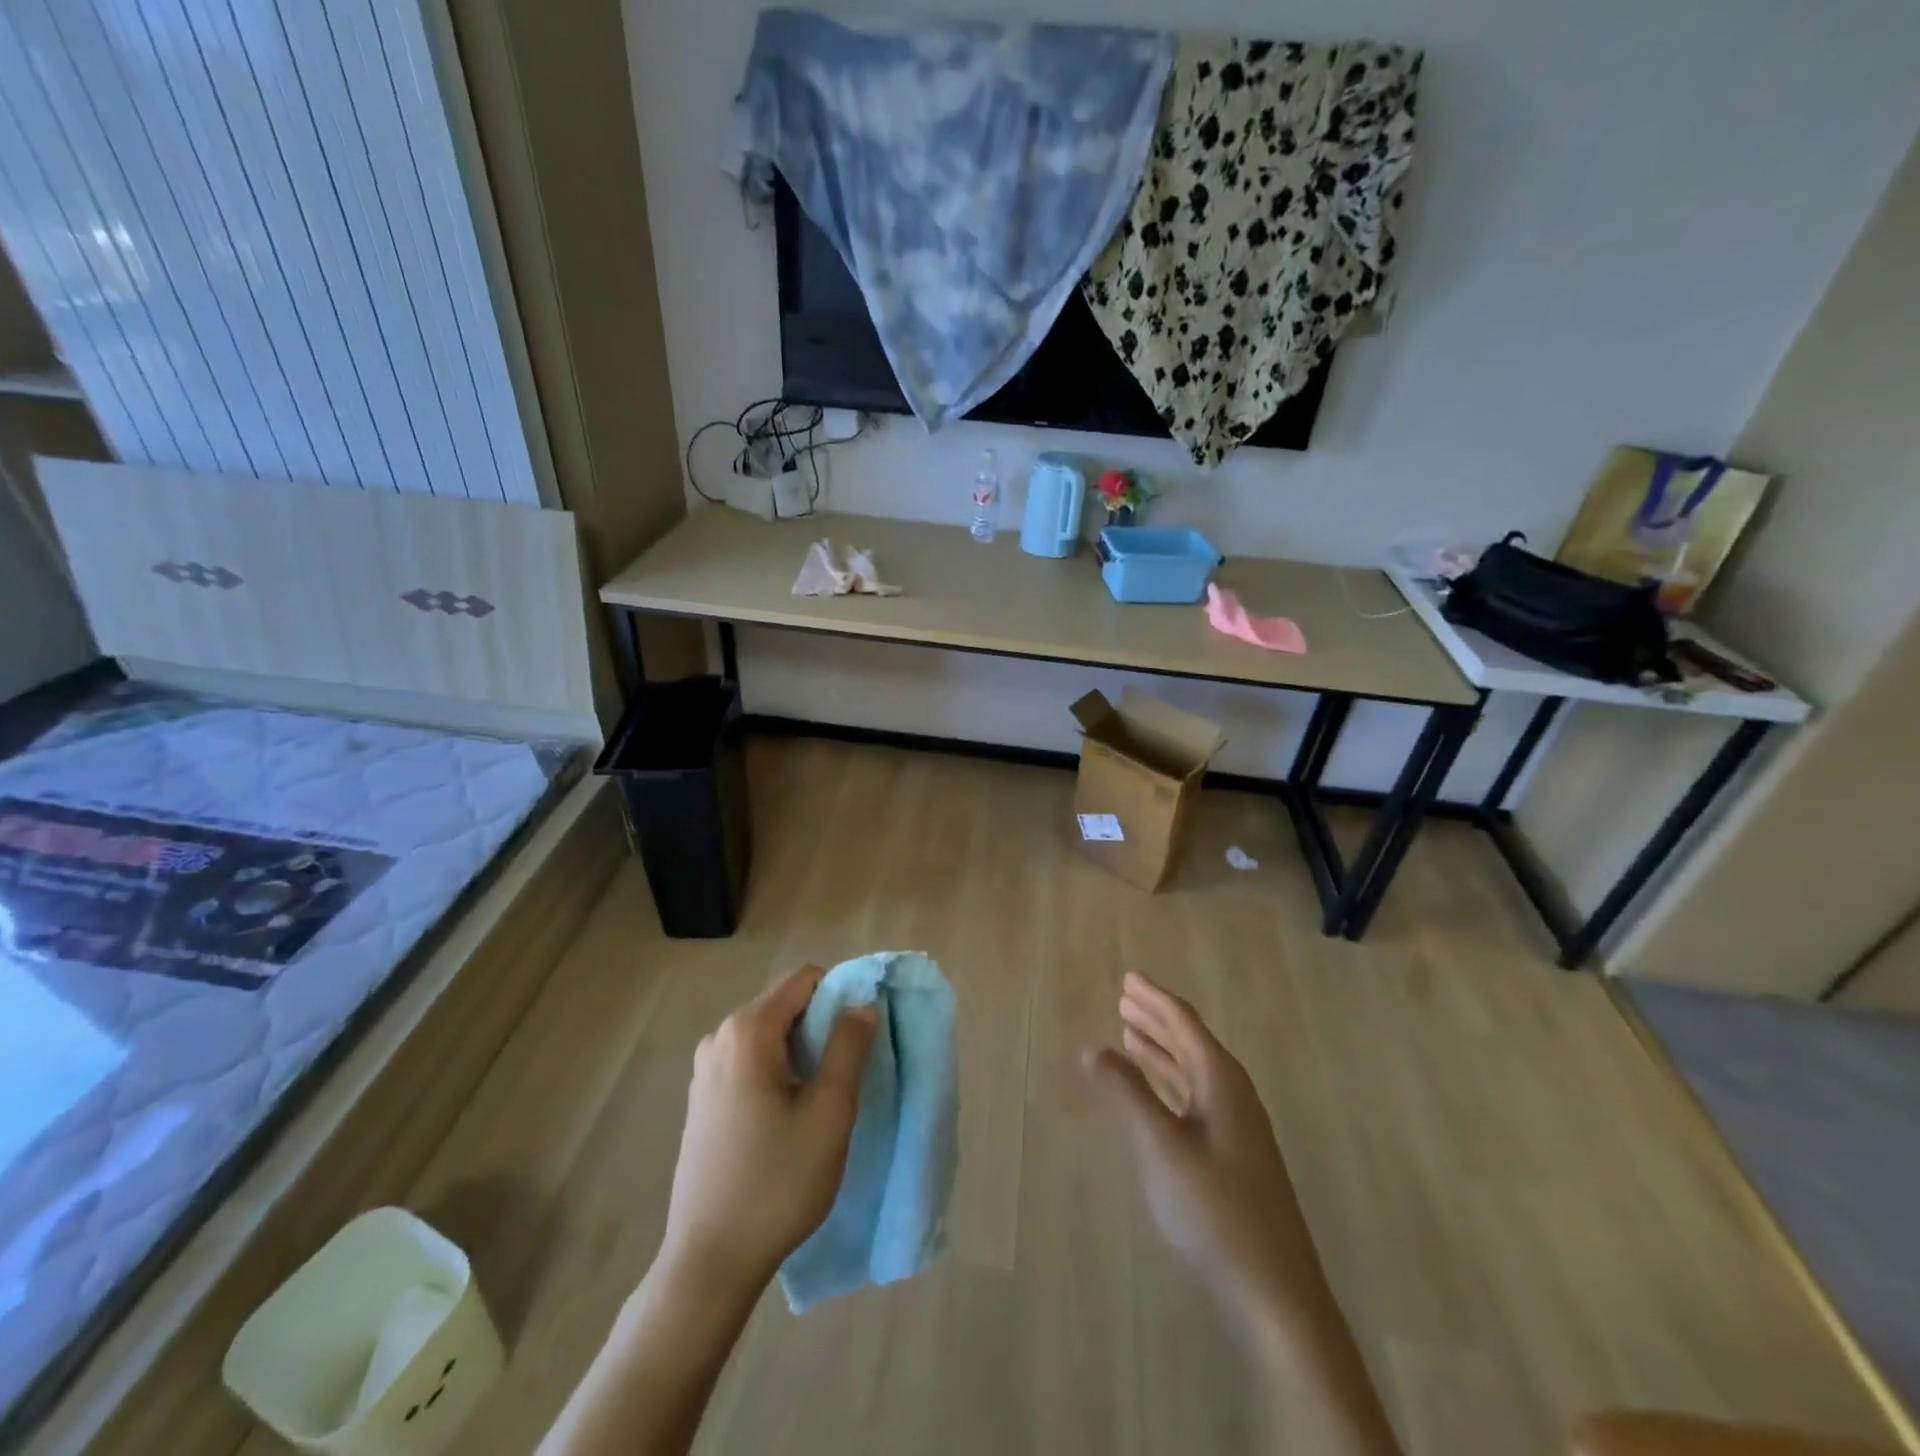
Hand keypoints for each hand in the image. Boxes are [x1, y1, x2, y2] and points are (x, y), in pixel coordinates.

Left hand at [660, 964, 877, 1301]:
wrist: (710, 1261)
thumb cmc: (777, 1182)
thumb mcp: (830, 1111)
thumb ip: (849, 1046)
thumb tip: (862, 1004)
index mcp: (748, 1030)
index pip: (806, 979)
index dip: (841, 997)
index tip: (859, 1040)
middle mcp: (720, 1036)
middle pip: (787, 1004)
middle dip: (822, 1027)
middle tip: (843, 1077)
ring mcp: (705, 1068)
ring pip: (771, 1034)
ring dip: (802, 1052)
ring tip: (818, 1102)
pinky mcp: (702, 1097)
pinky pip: (751, 1059)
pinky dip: (778, 1071)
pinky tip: (786, 1118)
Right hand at [1082, 972, 1304, 1326]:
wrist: (1275, 1292)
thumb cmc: (1216, 1210)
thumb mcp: (1163, 1146)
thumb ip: (1127, 1093)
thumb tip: (1091, 1047)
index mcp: (1222, 1081)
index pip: (1184, 1023)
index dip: (1154, 999)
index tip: (1128, 977)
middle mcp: (1232, 1095)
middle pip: (1190, 1043)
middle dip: (1156, 1020)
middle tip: (1124, 998)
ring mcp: (1236, 1128)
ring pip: (1191, 1072)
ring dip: (1161, 1051)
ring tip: (1129, 1034)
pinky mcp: (1232, 1156)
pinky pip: (1193, 1099)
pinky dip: (1168, 1085)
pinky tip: (1152, 1093)